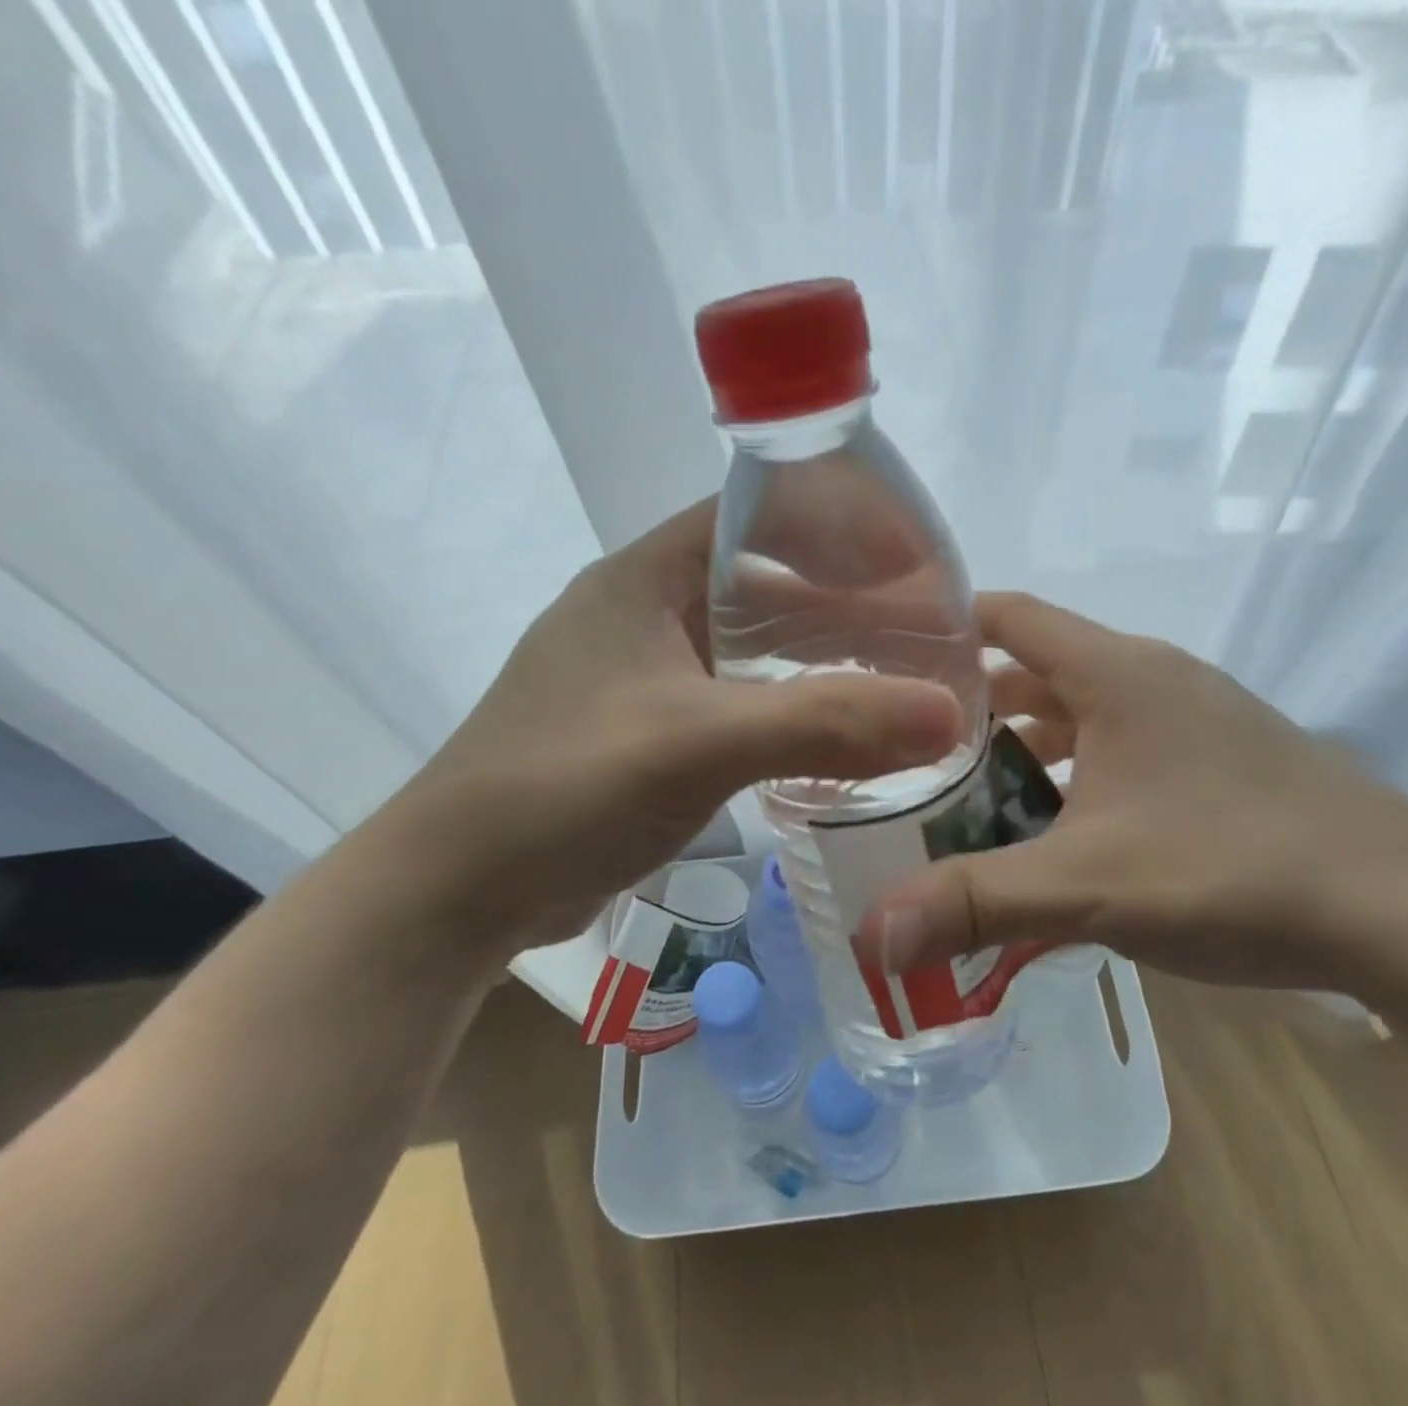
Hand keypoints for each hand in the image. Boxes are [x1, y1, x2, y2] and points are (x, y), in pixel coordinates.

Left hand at [382, 500, 962, 960]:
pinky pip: (739, 705)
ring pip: (755, 650)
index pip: (758, 514)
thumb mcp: (698, 742)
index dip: (838, 524)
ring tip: (899, 684)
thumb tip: (948, 715)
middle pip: (766, 585)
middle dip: (845, 604)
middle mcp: (646, 613)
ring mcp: (646, 677)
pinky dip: (790, 713)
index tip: (913, 560)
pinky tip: (838, 739)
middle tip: (924, 635)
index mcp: (646, 576)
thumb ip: (824, 724)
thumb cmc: (564, 786)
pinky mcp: (650, 734)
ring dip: (820, 664)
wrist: (459, 889)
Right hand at [868, 592, 1407, 1004]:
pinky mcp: (1221, 762)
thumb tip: (871, 935)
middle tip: (906, 752)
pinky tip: (1056, 833)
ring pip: (1081, 715)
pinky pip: (1122, 749)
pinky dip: (1075, 775)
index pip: (1008, 614)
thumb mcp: (1090, 887)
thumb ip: (976, 904)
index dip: (944, 627)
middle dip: (971, 708)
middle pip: (1036, 670)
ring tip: (966, 797)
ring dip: (1025, 748)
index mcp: (1117, 673)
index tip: (885, 659)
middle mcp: (1154, 679)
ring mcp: (1195, 719)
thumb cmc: (1237, 871)